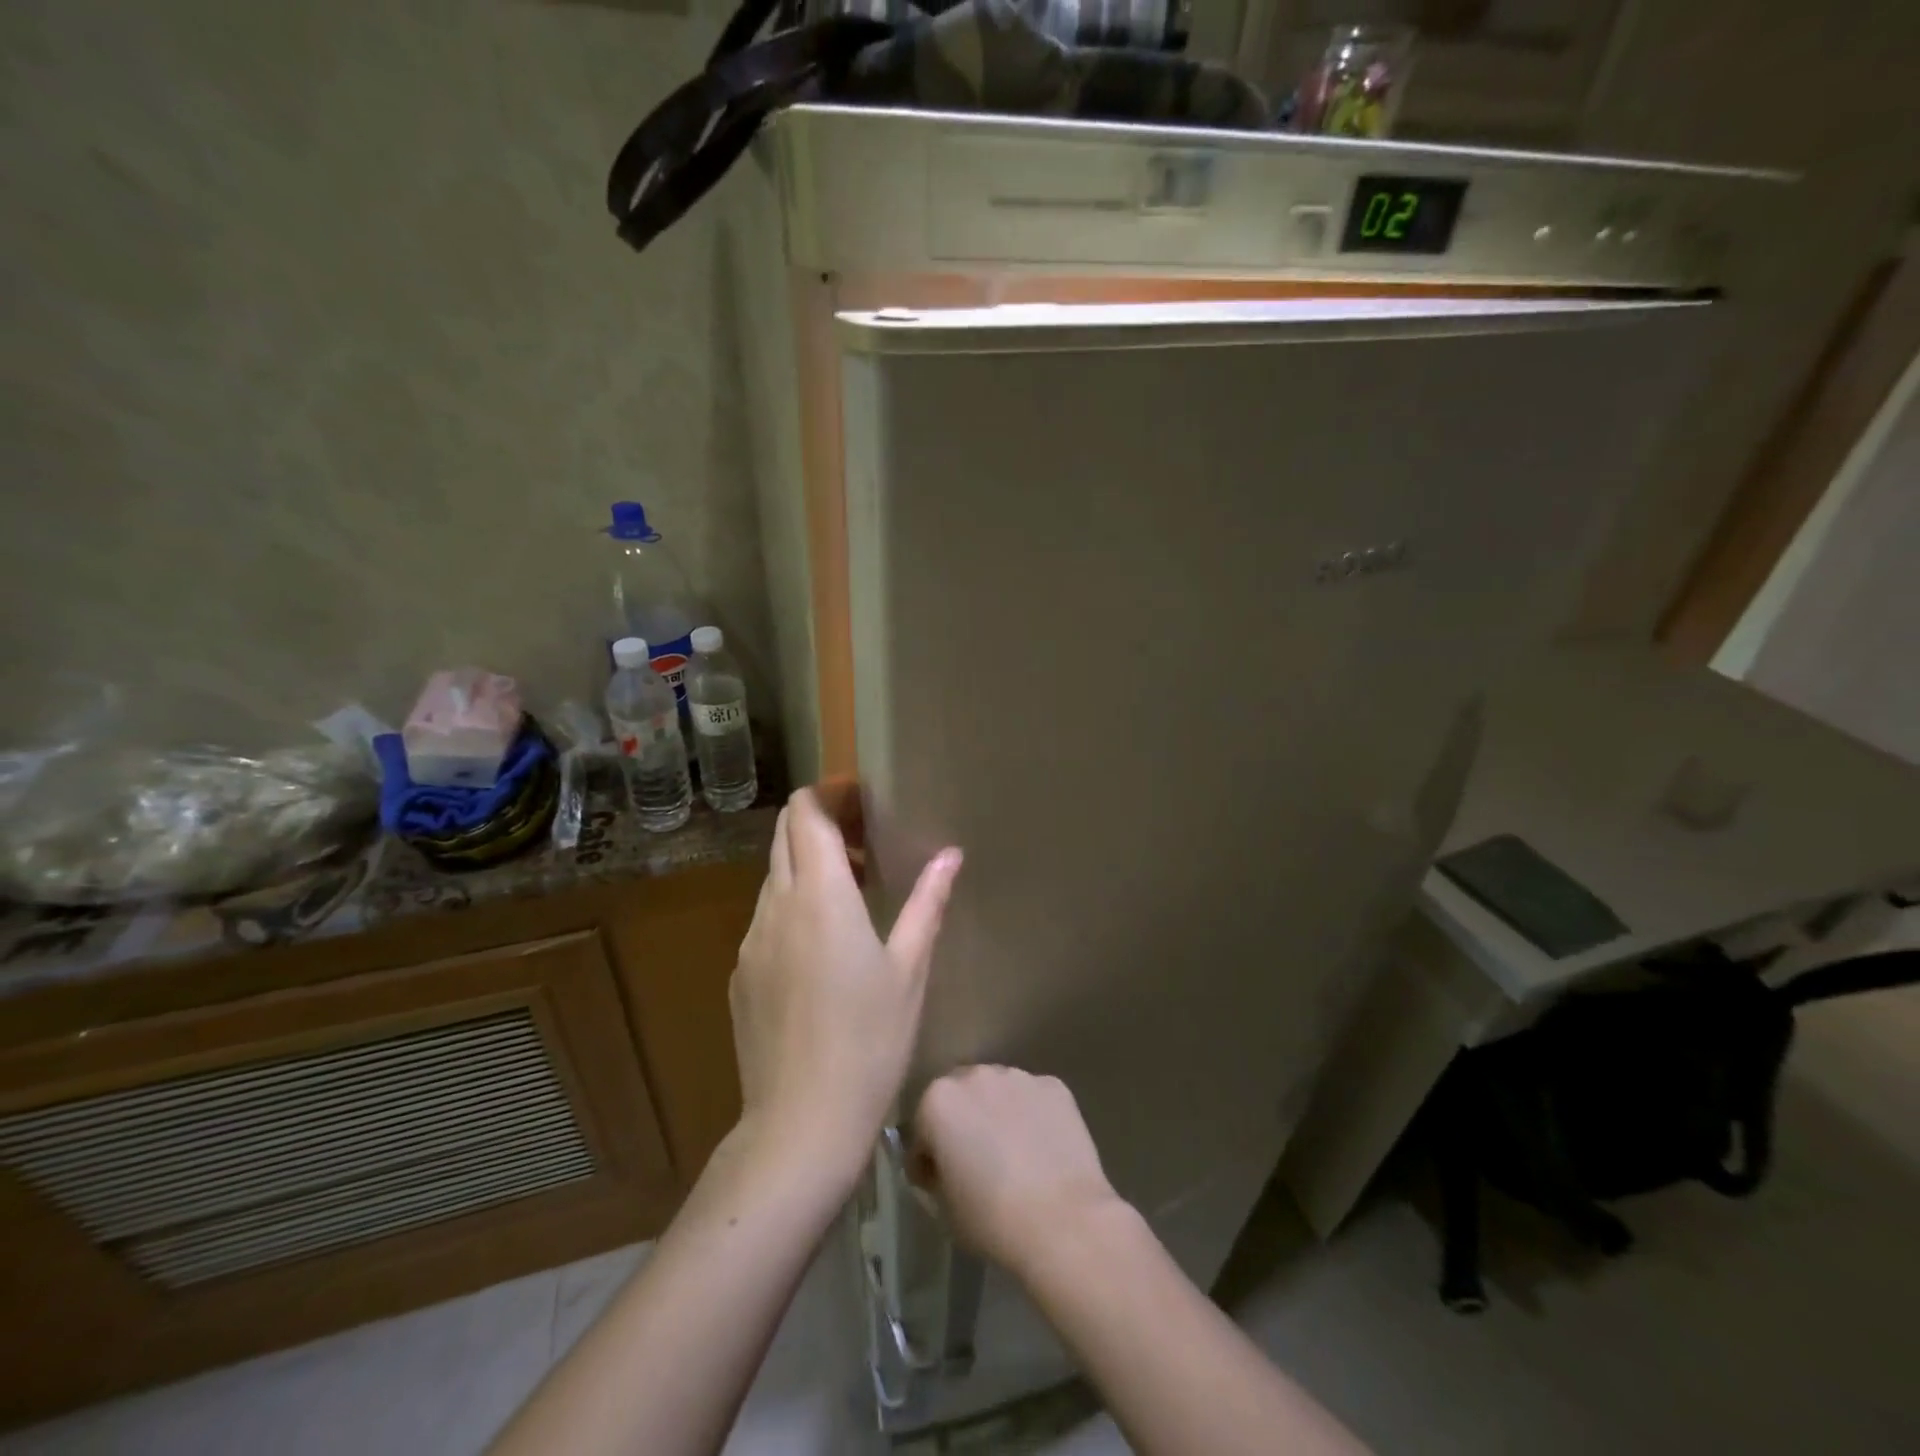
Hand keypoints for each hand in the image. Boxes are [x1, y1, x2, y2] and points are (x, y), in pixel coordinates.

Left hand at [730, 784, 961, 1177]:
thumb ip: (927, 903)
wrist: (801, 1124)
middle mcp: (776, 906)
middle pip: (784, 834)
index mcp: (820, 895)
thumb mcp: (909, 970)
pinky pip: (765, 917)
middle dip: (821, 820)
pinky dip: (794, 904)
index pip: (805, 813)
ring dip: (808, 865)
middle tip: (866, 838)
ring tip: (854, 891)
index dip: (830, 793)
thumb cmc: (870, 1041)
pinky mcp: (741, 973)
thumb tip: (950, 855)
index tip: (863, 799)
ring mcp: (751, 941)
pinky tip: (824, 946)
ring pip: (774, 876)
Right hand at [911, 1066, 1127, 1274]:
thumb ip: (936, 1173)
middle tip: (976, 1160)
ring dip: (998, 1112)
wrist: (1063, 1221)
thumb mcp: (944, 1206)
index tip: (938, 1180)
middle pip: (962, 1096)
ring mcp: (1019, 1076)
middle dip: (964, 1122)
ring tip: (1013, 1152)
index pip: (923, 1127)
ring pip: (999, 1091)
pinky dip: (1033, 1115)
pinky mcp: (1054, 1086)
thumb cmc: (992, 1219)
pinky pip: (1033, 1098)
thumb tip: (943, 1165)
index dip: (928, 1156)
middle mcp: (976, 1075)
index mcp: (939, 1101)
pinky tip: (1042, 1148)